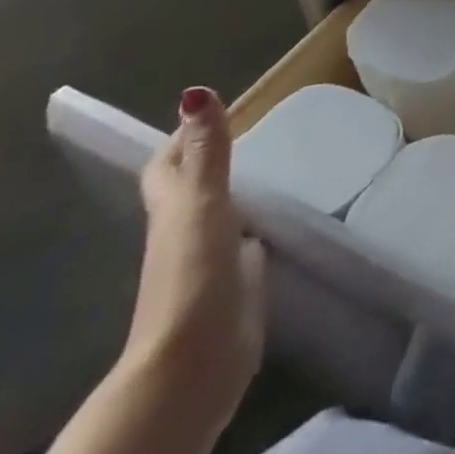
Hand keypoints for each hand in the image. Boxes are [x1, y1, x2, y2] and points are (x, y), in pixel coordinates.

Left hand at [118, 88, 264, 427]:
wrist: (195, 361)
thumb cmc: (193, 275)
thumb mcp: (201, 204)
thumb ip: (206, 152)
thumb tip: (194, 92)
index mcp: (171, 211)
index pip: (167, 165)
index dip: (182, 138)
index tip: (211, 111)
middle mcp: (186, 232)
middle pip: (192, 189)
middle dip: (213, 161)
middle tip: (255, 133)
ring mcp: (212, 260)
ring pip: (223, 215)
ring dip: (241, 193)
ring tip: (280, 166)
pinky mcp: (239, 284)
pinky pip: (249, 243)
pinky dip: (262, 226)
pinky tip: (287, 218)